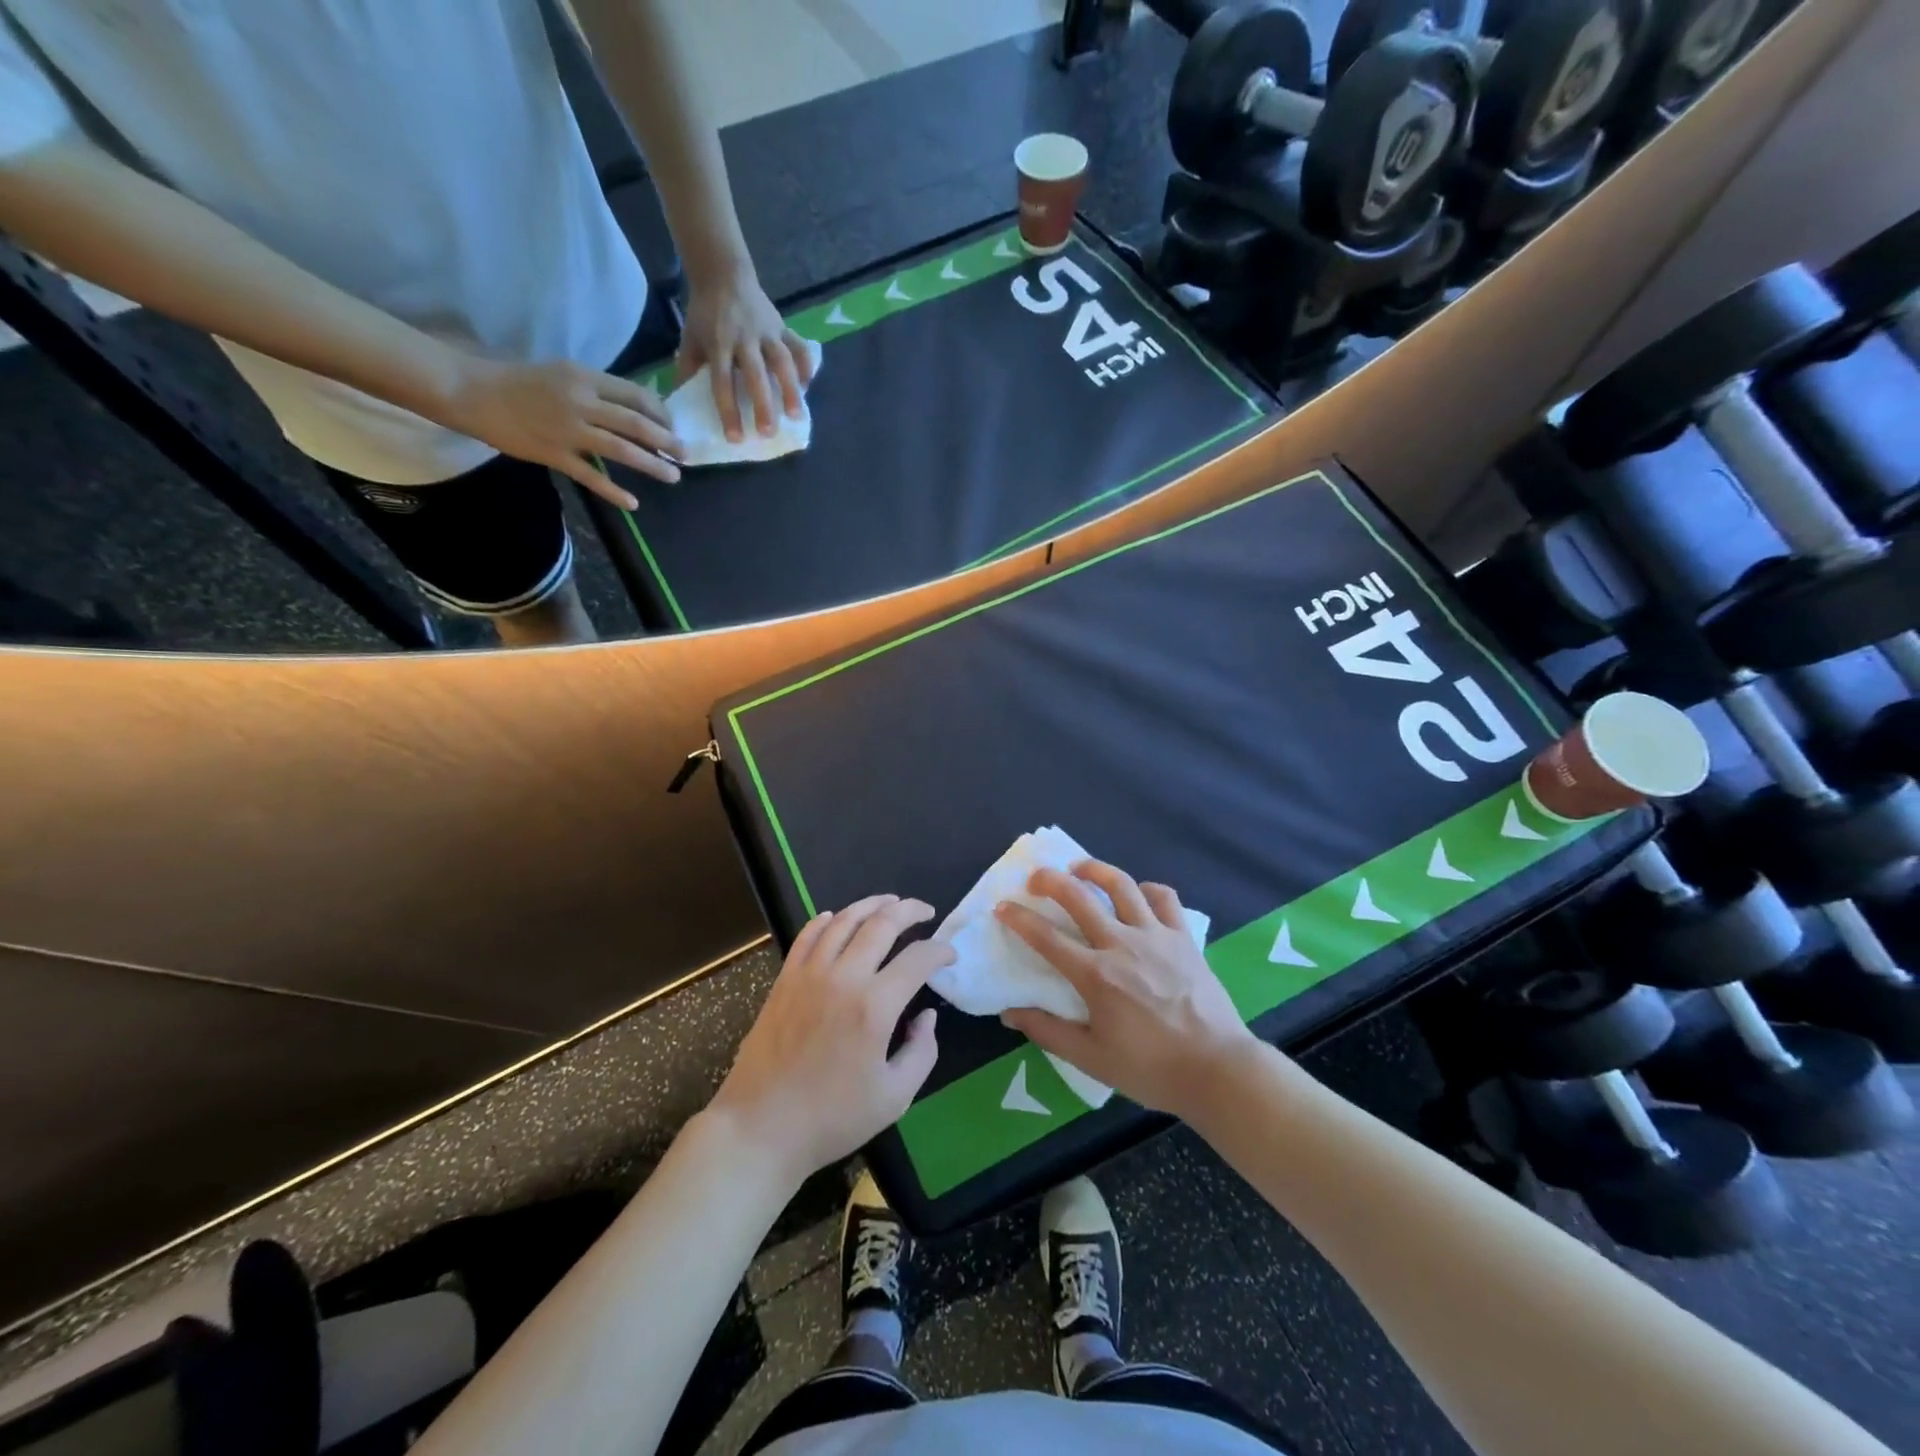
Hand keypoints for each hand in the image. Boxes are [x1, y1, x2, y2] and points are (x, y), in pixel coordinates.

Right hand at [442, 354, 682, 508]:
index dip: (662, 414)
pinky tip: (633, 504)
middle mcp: (581, 402)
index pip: (637, 396)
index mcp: (584, 378)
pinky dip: (615, 492)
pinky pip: (591, 477)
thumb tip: (636, 408)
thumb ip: (598, 390)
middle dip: (667, 441)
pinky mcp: (554, 455)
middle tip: (686, 455)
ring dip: (653, 465)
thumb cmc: (519, 381)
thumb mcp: (563, 374)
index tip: (673, 428)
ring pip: (622, 450)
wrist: (471, 391)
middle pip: (636, 424)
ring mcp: (568, 431)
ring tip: (673, 476)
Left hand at [678, 264, 815, 441]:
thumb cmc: (705, 313)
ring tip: (796, 416)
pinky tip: (807, 388)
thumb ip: (688, 370)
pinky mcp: (783, 326)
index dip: (728, 410)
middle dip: (763, 404)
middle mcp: (745, 338)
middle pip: (756, 374)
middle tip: (767, 433)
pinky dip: (806, 367)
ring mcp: (767, 331)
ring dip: (791, 389)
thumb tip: (678, 404)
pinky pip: (799, 347)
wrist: (723, 272)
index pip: (723, 381)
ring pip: (783, 361)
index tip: (735, 437)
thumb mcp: (690, 338)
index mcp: (719, 343)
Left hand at [709, 895, 948, 1184]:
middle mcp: (843, 978)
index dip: (940, 950)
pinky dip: (827, 920)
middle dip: (910, 911)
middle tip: (926, 911)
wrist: (761, 1128)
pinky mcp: (785, 979)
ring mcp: (809, 974)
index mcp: (875, 1007)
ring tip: (890, 902)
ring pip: (844, 920)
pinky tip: (838, 918)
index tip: (949, 955)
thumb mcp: (895, 1097)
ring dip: (871, 905)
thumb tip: (927, 1015)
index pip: (917, 958)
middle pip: (881, 923)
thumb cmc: (832, 1118)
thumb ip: (922, 1052)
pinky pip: (808, 935)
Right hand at [999, 861, 1261, 1118]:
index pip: (1046, 937)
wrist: (1218, 1069)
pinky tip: (1137, 894)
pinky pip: (1164, 898)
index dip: (1019, 918)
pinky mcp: (1183, 937)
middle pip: (1080, 896)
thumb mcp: (1091, 1058)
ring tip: (1080, 867)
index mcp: (1096, 975)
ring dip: (1095, 869)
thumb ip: (1048, 1032)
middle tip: (1035, 877)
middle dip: (1051, 880)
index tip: (1003, 906)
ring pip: (1122, 884)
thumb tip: (1010, 1013)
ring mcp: (1156, 935)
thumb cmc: (1151, 1068)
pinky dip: (1147, 888)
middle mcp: (1122, 944)